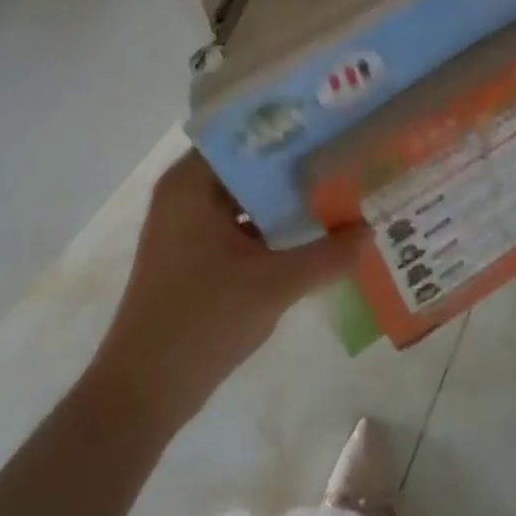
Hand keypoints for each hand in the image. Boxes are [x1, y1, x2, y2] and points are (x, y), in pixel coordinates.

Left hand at [96, 151, 360, 423]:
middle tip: (347, 151)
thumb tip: (372, 229)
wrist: (142, 393)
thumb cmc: (200, 323)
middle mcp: (186, 192)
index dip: (290, 125)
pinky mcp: (195, 250)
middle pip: (249, 162)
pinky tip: (314, 227)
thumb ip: (327, 255)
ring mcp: (188, 223)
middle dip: (297, 162)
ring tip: (341, 183)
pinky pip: (241, 220)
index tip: (333, 121)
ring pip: (247, 194)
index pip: (245, 132)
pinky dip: (272, 223)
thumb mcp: (273, 286)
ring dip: (287, 195)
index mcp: (192, 183)